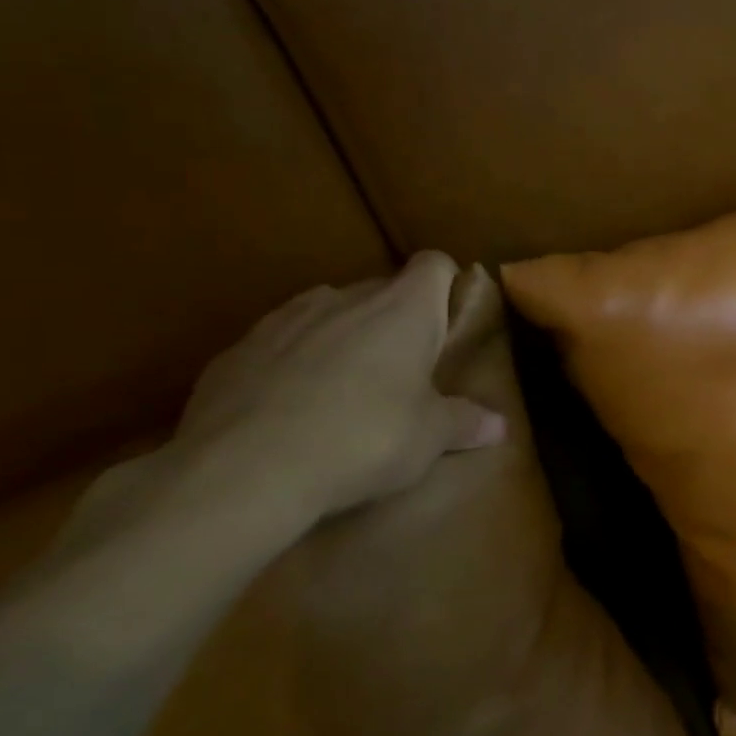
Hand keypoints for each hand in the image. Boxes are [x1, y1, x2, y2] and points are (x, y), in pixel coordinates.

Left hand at [175, 250, 504, 522]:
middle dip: (396, 318)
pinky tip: (290, 406)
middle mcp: (347, 298)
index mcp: (404, 309)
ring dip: (343, 334)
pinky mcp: (236, 349)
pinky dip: (293, 361)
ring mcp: (285, 319)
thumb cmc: (364, 439)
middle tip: (406, 367)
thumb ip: (466, 422)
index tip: (449, 321)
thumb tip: (499, 425)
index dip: (446, 285)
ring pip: (328, 309)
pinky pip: (279, 341)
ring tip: (347, 384)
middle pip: (382, 288)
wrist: (243, 470)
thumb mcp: (429, 438)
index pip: (434, 264)